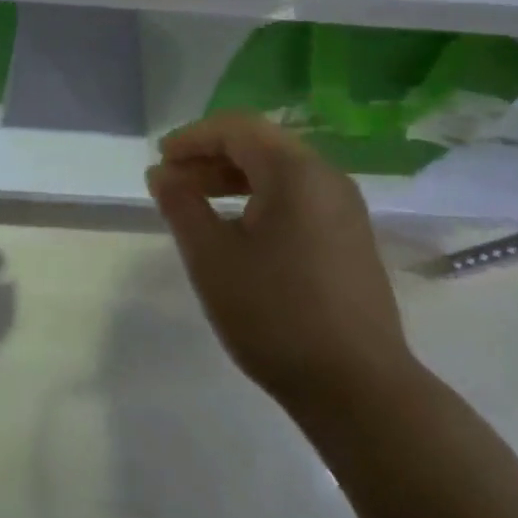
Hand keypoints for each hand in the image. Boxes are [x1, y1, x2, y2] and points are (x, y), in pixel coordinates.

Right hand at [146, 112, 413, 421]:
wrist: (358, 388)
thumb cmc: (274, 314)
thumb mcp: (211, 257)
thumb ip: (181, 206)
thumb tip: (161, 173)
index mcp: (296, 172)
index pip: (237, 128)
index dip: (193, 138)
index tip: (160, 160)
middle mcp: (327, 178)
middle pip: (260, 144)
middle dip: (210, 156)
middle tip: (172, 182)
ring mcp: (345, 209)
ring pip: (280, 172)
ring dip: (233, 178)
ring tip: (195, 203)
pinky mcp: (350, 238)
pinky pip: (298, 197)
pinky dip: (260, 199)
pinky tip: (236, 229)